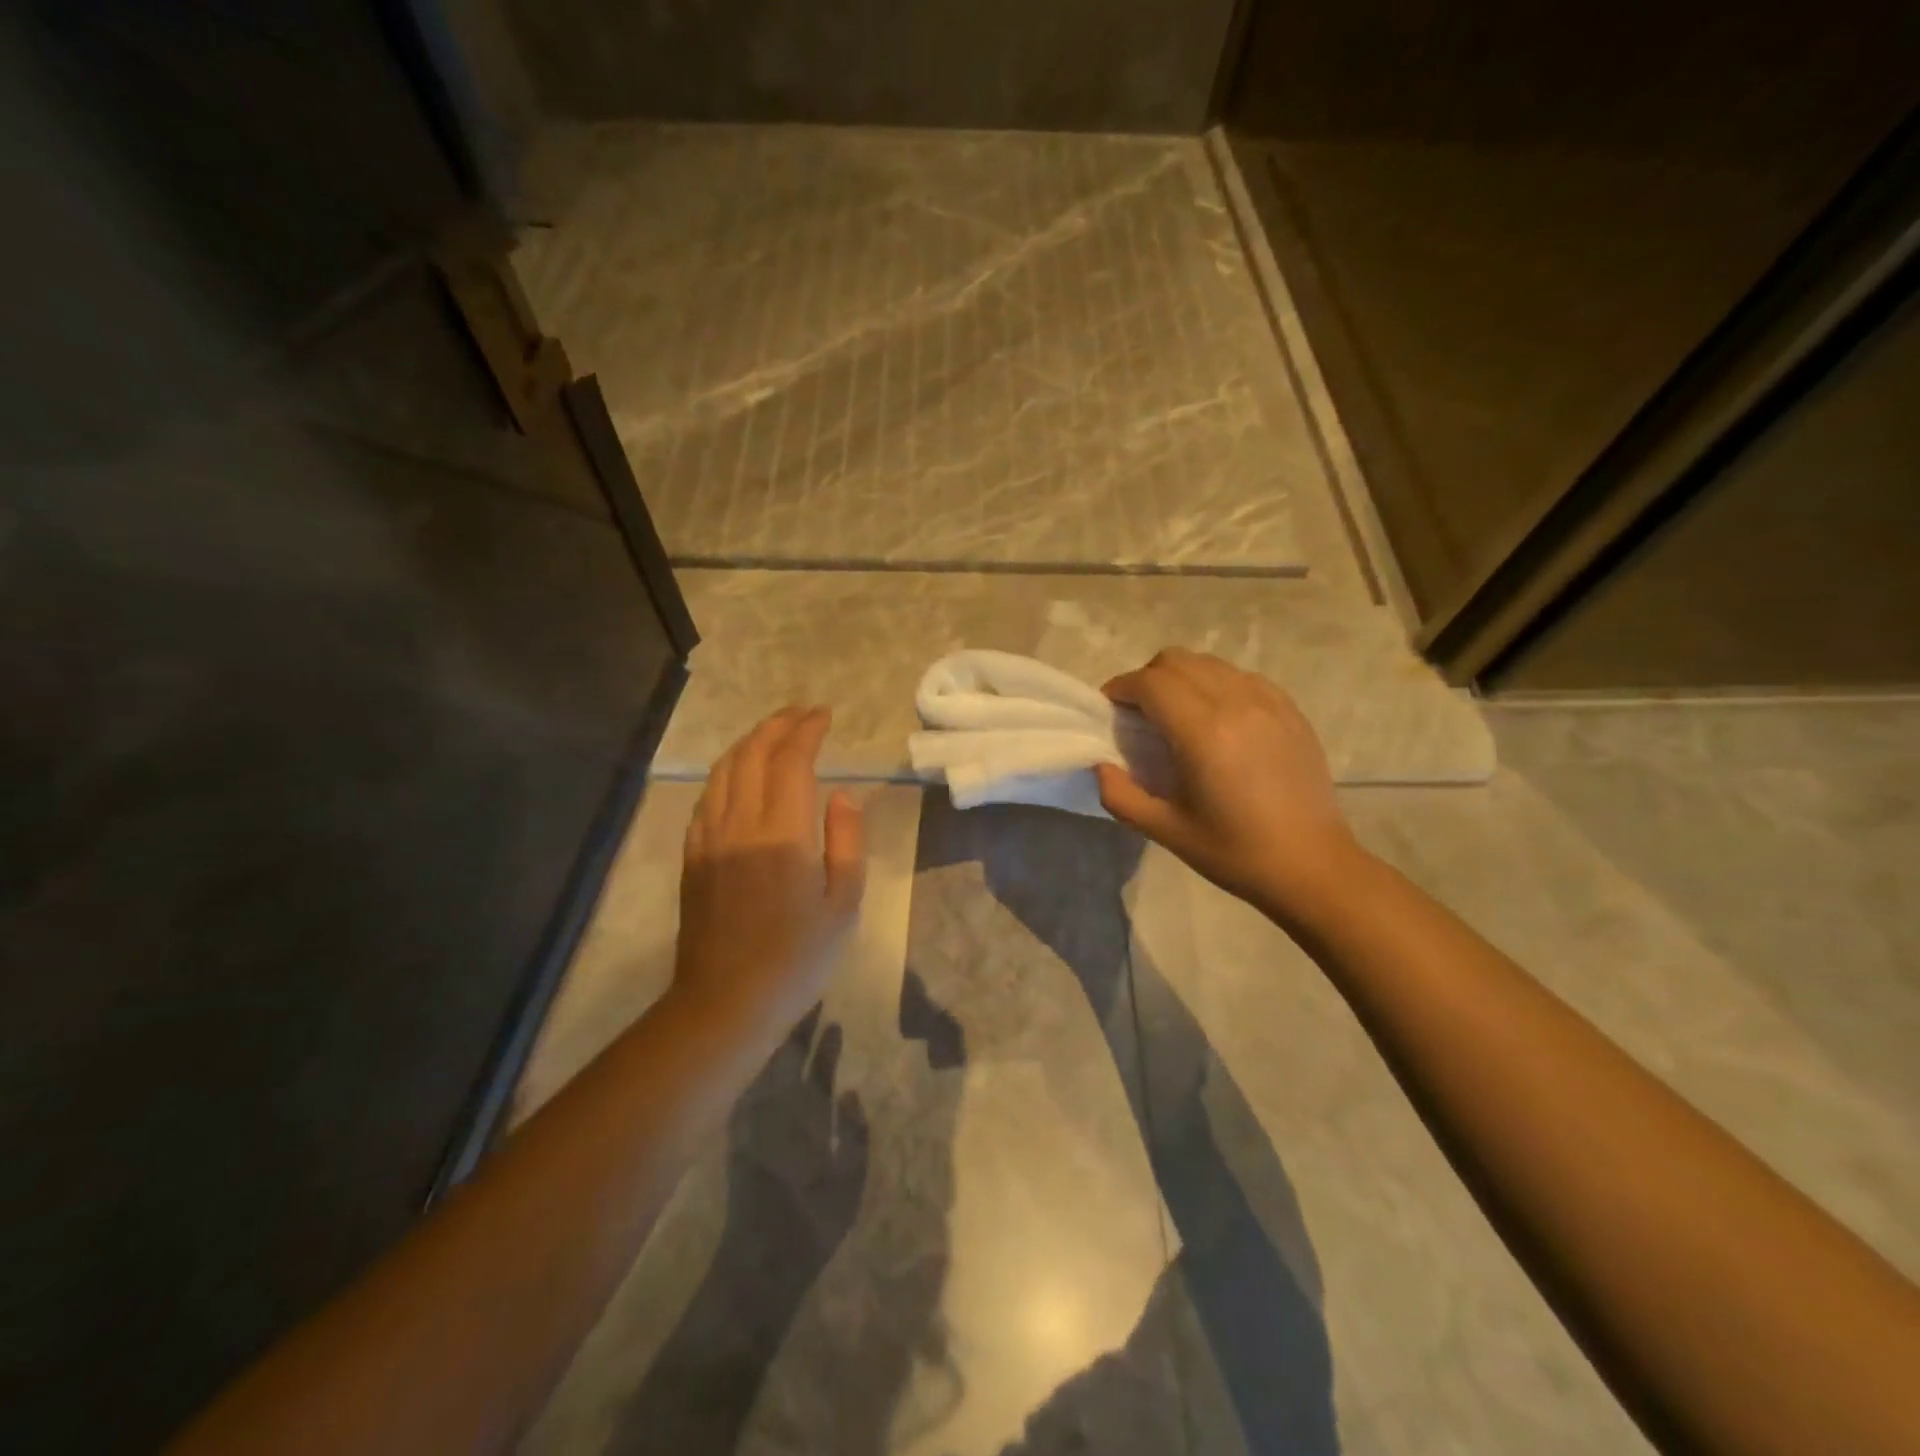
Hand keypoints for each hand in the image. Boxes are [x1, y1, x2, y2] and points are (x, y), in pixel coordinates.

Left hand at [673, 707, 865, 1046]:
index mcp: (782, 833)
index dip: (807, 730)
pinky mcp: (692, 854)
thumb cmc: (797, 958)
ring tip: (774, 733)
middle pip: (753, 754)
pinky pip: (707, 795)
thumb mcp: (843, 904)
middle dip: (778, 725)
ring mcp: (708, 837)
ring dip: (750, 742)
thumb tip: (842, 795)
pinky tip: (742, 774)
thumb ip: (846, 841)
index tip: (824, 715)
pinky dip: (728, 771)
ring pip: (724, 769)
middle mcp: (739, 823)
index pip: (791, 760)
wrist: (725, 1002)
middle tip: (803, 713)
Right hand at [1095, 650, 1362, 917]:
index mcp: (1203, 732)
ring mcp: (1268, 702)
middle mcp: (1236, 703)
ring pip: (1209, 664)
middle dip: (1147, 679)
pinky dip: (1216, 685)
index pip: (1150, 683)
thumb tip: (1101, 765)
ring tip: (1175, 714)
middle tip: (1138, 713)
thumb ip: (1120, 795)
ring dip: (1181, 678)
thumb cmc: (1235, 852)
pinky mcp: (1290, 710)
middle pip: (1177, 661)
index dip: (1121, 688)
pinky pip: (1241, 677)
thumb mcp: (1165, 831)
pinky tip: (1216, 720)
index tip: (1109, 708)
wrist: (1312, 866)